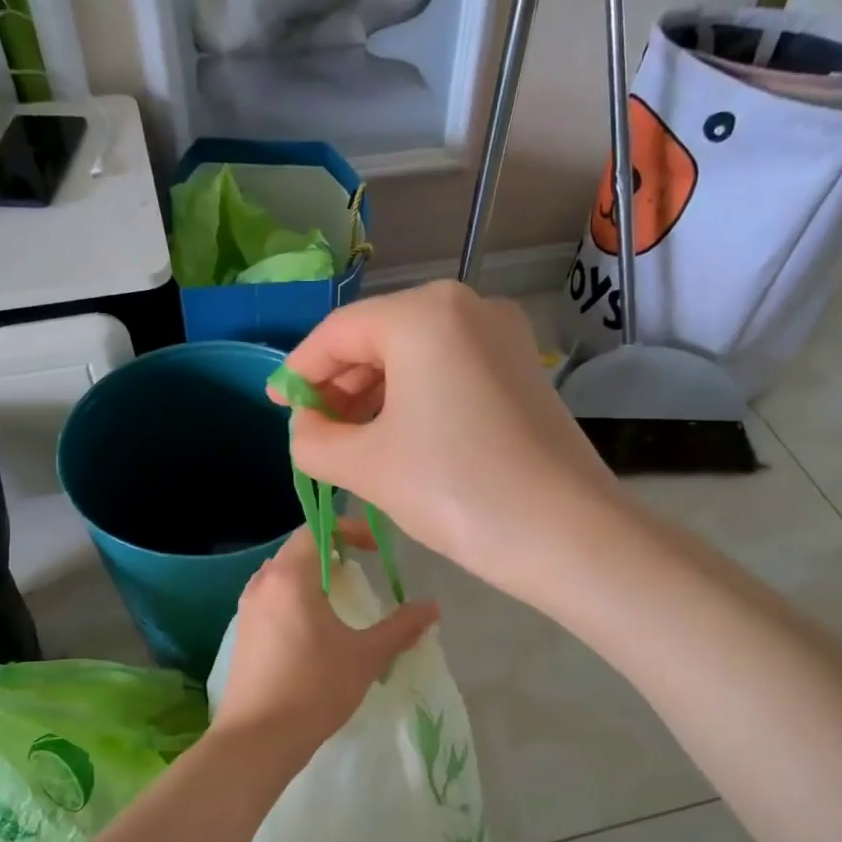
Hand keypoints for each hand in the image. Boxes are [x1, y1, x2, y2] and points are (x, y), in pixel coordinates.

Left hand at [211, 522, 437, 765]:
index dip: (348, 530)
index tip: (375, 548)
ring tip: (341, 598)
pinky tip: (314, 629)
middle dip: (332, 552)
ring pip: (282, 575)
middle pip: (298, 549)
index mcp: (290, 576)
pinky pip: (272, 598)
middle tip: (362, 569)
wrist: (257, 738)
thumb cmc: (314, 688)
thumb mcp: (365, 656)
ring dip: (312, 576)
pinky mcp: (243, 633)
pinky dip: (295, 598)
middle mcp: (263, 583)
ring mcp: (247, 609)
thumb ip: (401, 627)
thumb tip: (433, 607)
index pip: (316, 529)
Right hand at [274, 281, 620, 598]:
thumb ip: (312, 439)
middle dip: (339, 386)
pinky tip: (396, 438)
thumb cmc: (454, 490)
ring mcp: (502, 336)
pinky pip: (449, 372)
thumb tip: (305, 427)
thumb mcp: (365, 465)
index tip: (276, 406)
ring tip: (349, 444)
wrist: (565, 534)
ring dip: (374, 396)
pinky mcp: (521, 370)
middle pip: (378, 339)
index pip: (338, 333)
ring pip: (415, 357)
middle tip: (312, 432)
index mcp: (424, 313)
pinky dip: (414, 400)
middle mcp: (467, 306)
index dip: (299, 371)